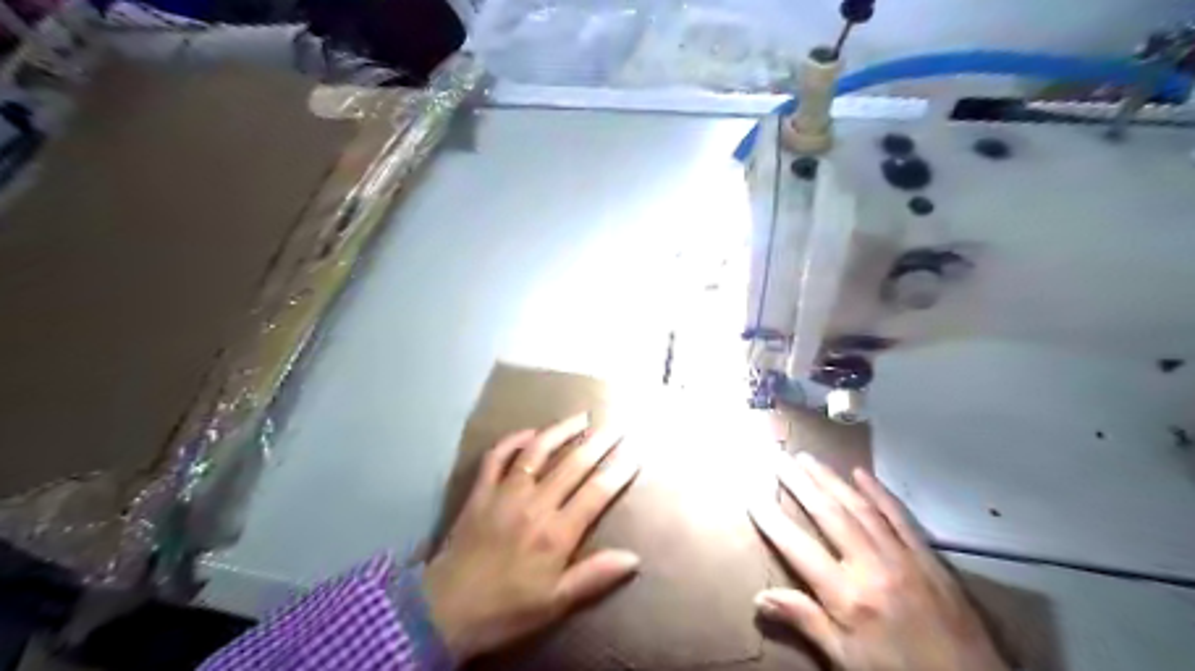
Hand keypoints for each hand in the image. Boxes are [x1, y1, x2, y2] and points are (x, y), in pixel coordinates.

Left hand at [425, 414, 639, 658]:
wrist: (445, 611)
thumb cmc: (507, 609)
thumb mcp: (555, 603)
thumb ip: (594, 576)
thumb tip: (634, 556)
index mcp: (556, 533)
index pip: (596, 493)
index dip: (619, 470)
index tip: (636, 452)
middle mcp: (534, 504)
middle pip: (573, 464)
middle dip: (599, 442)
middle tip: (617, 425)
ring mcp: (505, 493)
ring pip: (537, 451)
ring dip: (561, 430)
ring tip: (581, 417)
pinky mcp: (480, 491)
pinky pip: (497, 456)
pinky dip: (513, 440)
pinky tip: (530, 432)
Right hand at [750, 451, 1010, 670]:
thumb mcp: (847, 661)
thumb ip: (806, 623)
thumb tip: (759, 598)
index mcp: (849, 597)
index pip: (798, 548)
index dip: (772, 520)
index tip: (752, 495)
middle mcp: (872, 566)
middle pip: (829, 515)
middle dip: (799, 484)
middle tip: (779, 458)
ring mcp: (903, 556)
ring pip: (860, 507)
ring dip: (831, 479)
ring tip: (807, 459)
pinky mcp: (928, 556)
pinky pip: (899, 516)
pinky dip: (879, 492)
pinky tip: (861, 473)